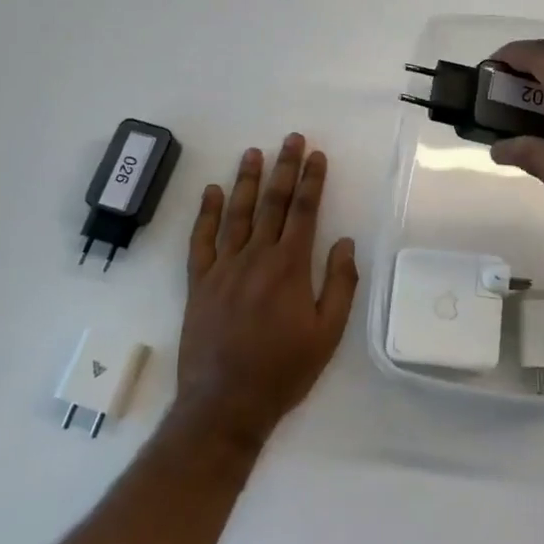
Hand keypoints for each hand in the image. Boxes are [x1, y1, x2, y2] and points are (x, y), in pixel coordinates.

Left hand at [174, 134, 357, 449]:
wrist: (225, 404)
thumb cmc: (284, 370)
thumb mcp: (328, 333)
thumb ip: (339, 284)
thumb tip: (344, 242)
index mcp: (290, 267)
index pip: (304, 212)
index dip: (312, 181)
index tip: (317, 155)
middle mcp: (256, 257)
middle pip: (272, 203)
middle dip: (284, 168)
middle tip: (291, 139)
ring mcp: (223, 268)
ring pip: (236, 213)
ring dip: (246, 181)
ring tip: (253, 153)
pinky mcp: (199, 283)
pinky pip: (201, 240)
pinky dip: (206, 214)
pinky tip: (211, 192)